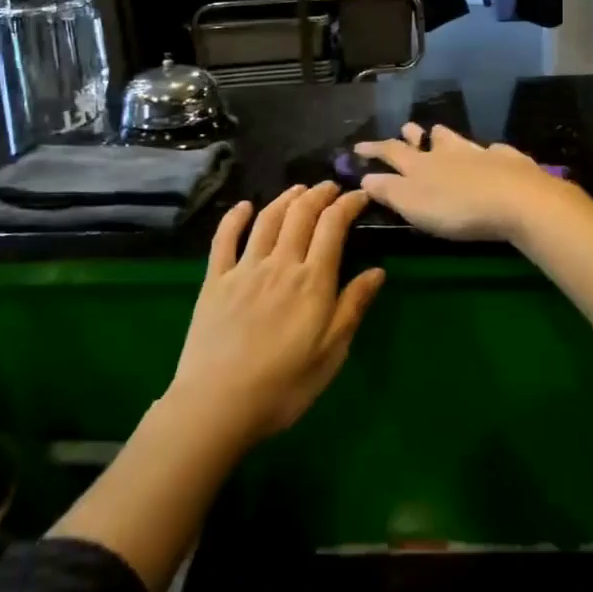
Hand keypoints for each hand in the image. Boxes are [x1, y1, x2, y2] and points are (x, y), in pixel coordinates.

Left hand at [167, 184, 385, 440]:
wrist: (217, 404)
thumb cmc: (284, 386)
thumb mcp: (331, 353)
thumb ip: (352, 307)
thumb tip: (377, 271)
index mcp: (312, 281)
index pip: (333, 226)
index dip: (348, 204)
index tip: (359, 195)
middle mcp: (280, 264)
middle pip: (301, 214)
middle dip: (319, 194)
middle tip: (331, 187)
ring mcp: (244, 269)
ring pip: (267, 219)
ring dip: (286, 198)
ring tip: (299, 189)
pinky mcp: (215, 280)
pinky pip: (225, 239)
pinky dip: (235, 217)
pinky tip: (243, 206)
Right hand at [354, 124, 570, 242]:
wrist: (516, 200)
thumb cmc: (457, 208)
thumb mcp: (413, 205)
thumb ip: (388, 191)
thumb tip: (365, 177)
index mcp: (422, 165)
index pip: (391, 151)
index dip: (374, 149)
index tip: (359, 146)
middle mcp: (448, 152)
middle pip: (427, 139)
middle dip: (413, 135)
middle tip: (406, 129)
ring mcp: (480, 153)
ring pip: (458, 139)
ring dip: (446, 137)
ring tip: (441, 134)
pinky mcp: (509, 161)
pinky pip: (494, 152)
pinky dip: (488, 153)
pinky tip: (493, 155)